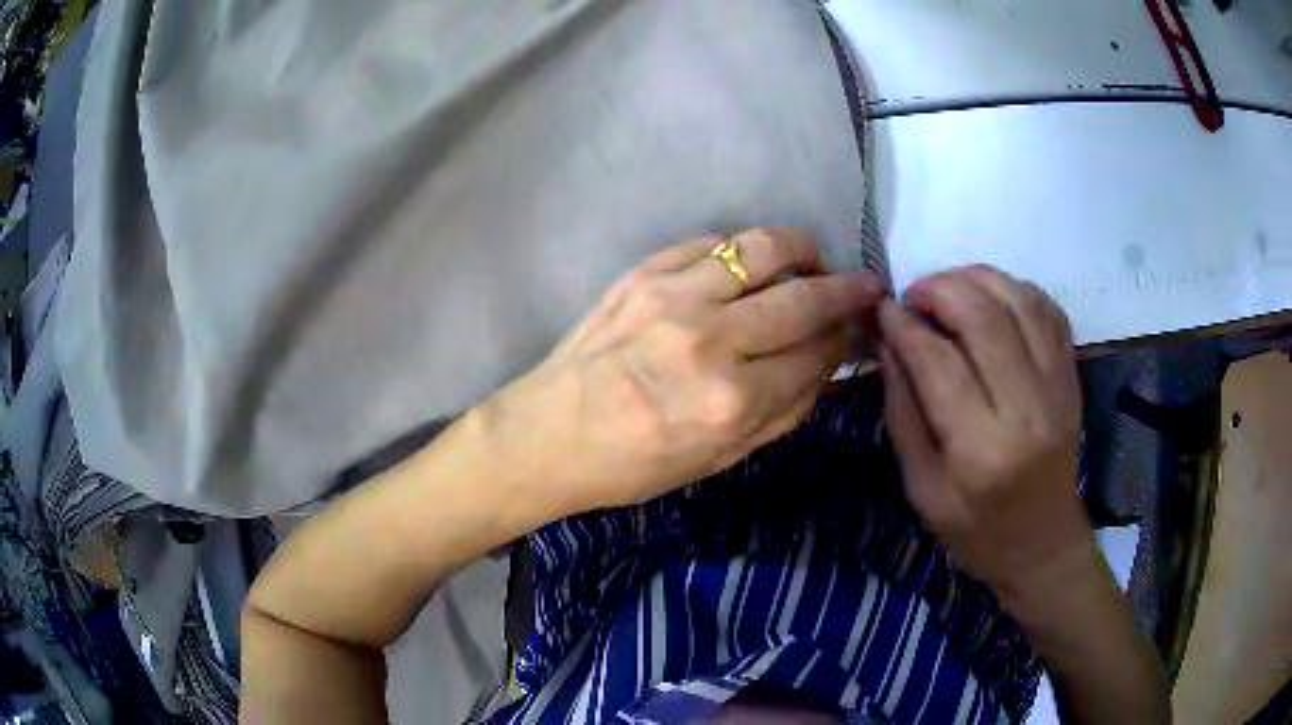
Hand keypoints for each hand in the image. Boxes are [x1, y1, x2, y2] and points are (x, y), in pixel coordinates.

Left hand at [479, 228, 883, 514]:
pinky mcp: (643, 273)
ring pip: (761, 248)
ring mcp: (674, 297)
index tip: (862, 325)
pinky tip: (747, 264)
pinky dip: (740, 248)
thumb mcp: (719, 460)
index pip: (816, 353)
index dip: (847, 337)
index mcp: (731, 401)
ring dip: (800, 249)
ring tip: (811, 259)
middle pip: (802, 297)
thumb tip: (829, 364)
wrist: (548, 434)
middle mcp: (711, 340)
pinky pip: (710, 241)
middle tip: (864, 284)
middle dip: (846, 288)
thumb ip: (783, 412)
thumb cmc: (633, 464)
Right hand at [878, 265, 1090, 613]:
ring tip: (948, 287)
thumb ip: (903, 413)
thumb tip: (889, 343)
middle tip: (915, 294)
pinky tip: (991, 297)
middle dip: (940, 289)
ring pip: (1020, 301)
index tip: (883, 309)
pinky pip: (1048, 310)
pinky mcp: (1072, 378)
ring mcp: (1058, 389)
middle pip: (984, 318)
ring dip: (977, 278)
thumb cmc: (976, 530)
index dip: (905, 325)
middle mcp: (1027, 411)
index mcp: (981, 451)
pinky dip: (1015, 289)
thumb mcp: (921, 489)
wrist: (1042, 544)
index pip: (939, 363)